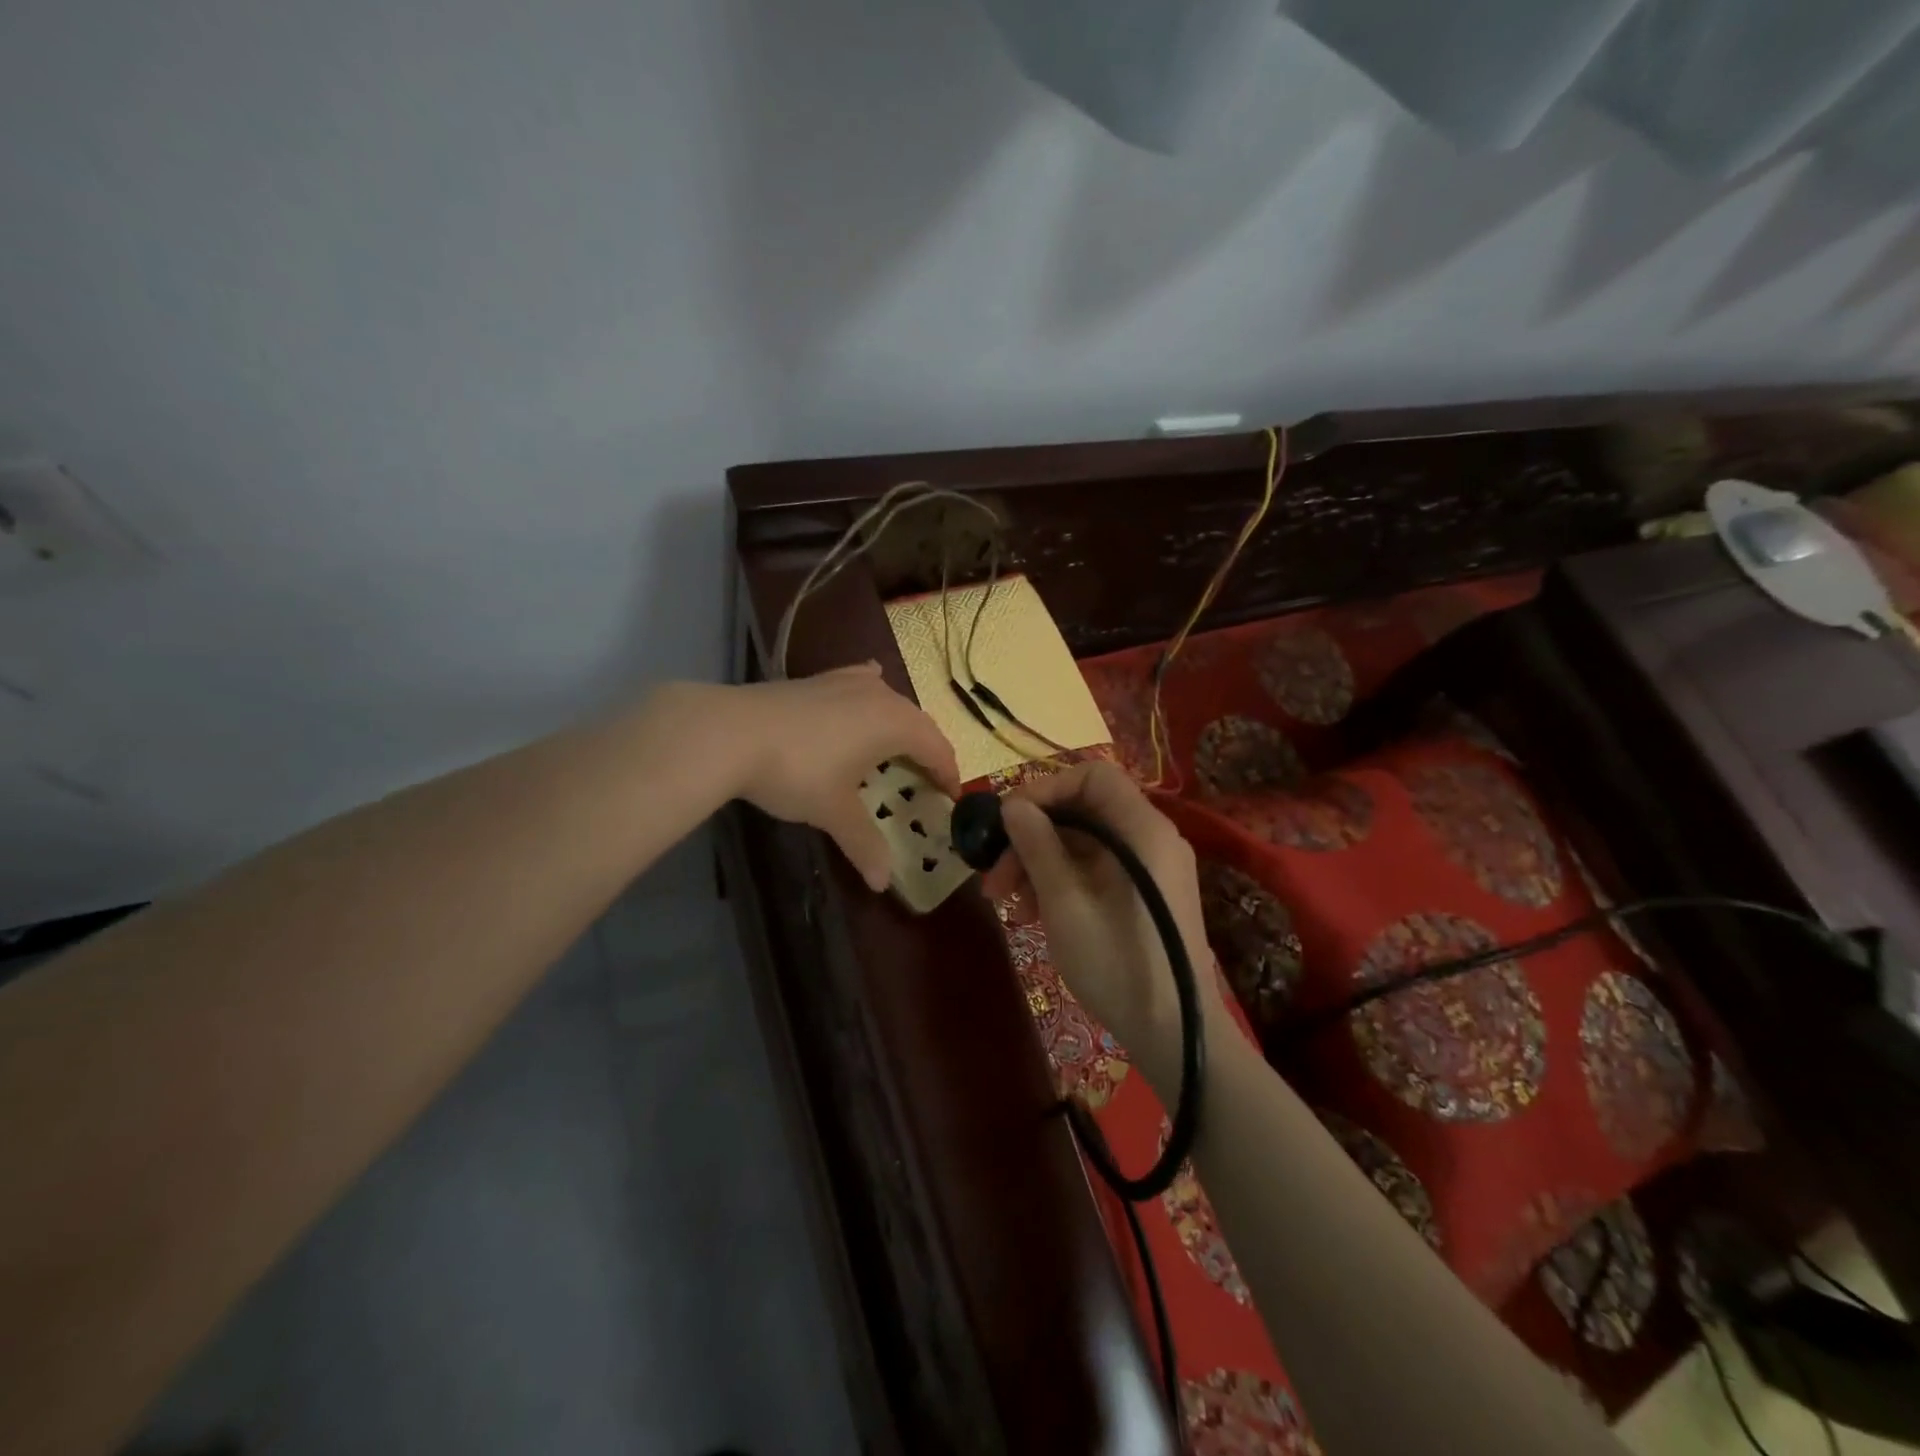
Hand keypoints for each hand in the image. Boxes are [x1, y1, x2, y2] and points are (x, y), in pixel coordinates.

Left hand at [714, 663, 960, 891]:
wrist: (732, 732)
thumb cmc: (798, 772)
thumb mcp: (834, 811)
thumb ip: (863, 843)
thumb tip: (882, 882)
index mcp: (896, 724)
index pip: (937, 748)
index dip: (948, 774)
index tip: (953, 797)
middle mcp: (881, 695)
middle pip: (918, 723)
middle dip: (928, 751)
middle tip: (928, 781)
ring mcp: (848, 681)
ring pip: (890, 702)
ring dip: (901, 726)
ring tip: (897, 749)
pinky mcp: (820, 679)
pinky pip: (861, 684)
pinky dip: (871, 696)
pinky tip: (866, 693)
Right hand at [980, 760, 1226, 1093]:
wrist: (1175, 1033)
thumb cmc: (1117, 962)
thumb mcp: (1065, 901)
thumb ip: (1037, 845)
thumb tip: (1013, 806)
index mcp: (1142, 829)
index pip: (1091, 776)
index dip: (1045, 790)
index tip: (1007, 823)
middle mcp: (1152, 837)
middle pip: (1084, 811)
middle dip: (1033, 837)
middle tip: (995, 877)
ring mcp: (1152, 867)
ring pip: (1086, 843)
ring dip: (1041, 863)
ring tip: (1011, 905)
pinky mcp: (1147, 893)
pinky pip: (1099, 868)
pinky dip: (1064, 880)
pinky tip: (1036, 913)